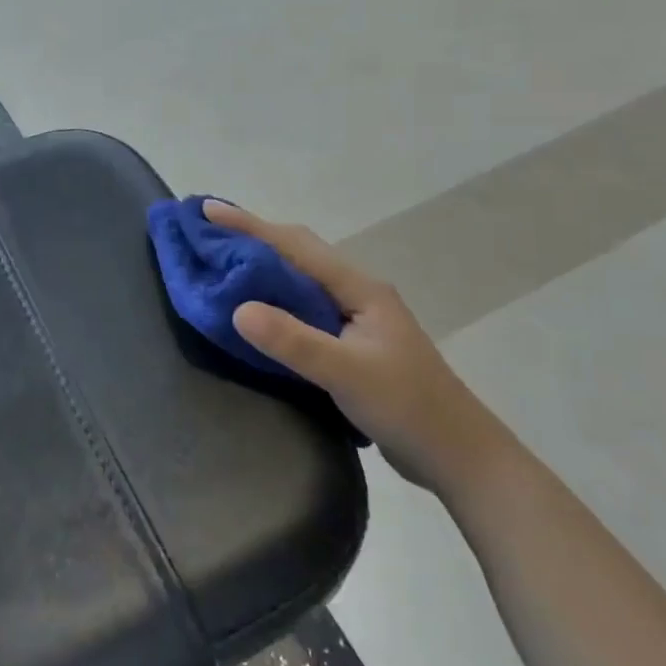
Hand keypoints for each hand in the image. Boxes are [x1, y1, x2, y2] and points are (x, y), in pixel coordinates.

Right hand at [203, 200, 488, 490]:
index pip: (295, 246)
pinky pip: (304, 305)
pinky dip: (275, 296)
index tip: (206, 210)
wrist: (459, 455)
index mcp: (359, 287)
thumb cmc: (407, 408)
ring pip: (301, 277)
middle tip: (209, 230)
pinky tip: (258, 308)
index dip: (249, 226)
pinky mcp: (352, 342)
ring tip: (224, 260)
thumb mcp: (347, 374)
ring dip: (264, 264)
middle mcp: (357, 292)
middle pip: (298, 251)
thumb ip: (294, 341)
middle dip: (253, 236)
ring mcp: (357, 317)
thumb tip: (238, 308)